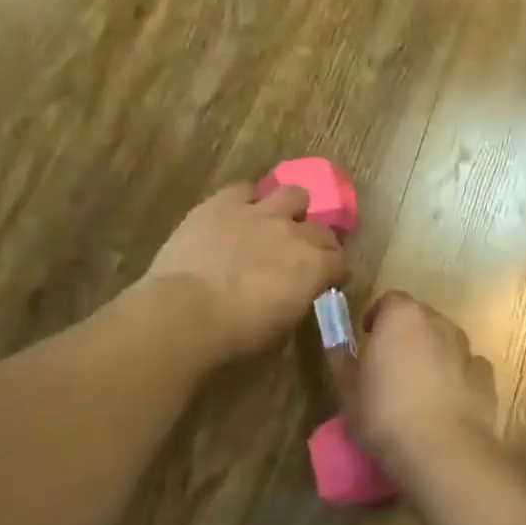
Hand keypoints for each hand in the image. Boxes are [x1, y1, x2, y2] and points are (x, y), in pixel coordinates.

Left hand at [144, 183, 347, 361]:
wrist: (185, 312)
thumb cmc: (236, 335)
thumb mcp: (280, 331)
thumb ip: (295, 303)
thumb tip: (294, 296)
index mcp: (314, 267)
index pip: (339, 263)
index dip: (334, 273)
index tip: (326, 283)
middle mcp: (294, 233)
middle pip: (321, 229)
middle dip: (317, 242)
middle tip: (303, 256)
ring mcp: (260, 212)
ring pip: (293, 194)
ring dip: (291, 208)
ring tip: (277, 222)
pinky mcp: (223, 203)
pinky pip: (245, 189)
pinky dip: (246, 200)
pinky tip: (237, 214)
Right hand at [354, 293, 498, 474]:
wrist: (443, 451)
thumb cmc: (385, 415)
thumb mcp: (347, 391)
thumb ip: (342, 362)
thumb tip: (338, 348)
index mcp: (402, 317)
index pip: (389, 301)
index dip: (378, 318)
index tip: (368, 339)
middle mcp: (438, 323)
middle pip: (420, 319)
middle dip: (405, 335)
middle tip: (390, 365)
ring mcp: (466, 348)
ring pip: (445, 341)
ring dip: (432, 354)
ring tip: (418, 388)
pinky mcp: (486, 376)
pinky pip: (466, 368)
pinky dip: (456, 377)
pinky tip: (446, 404)